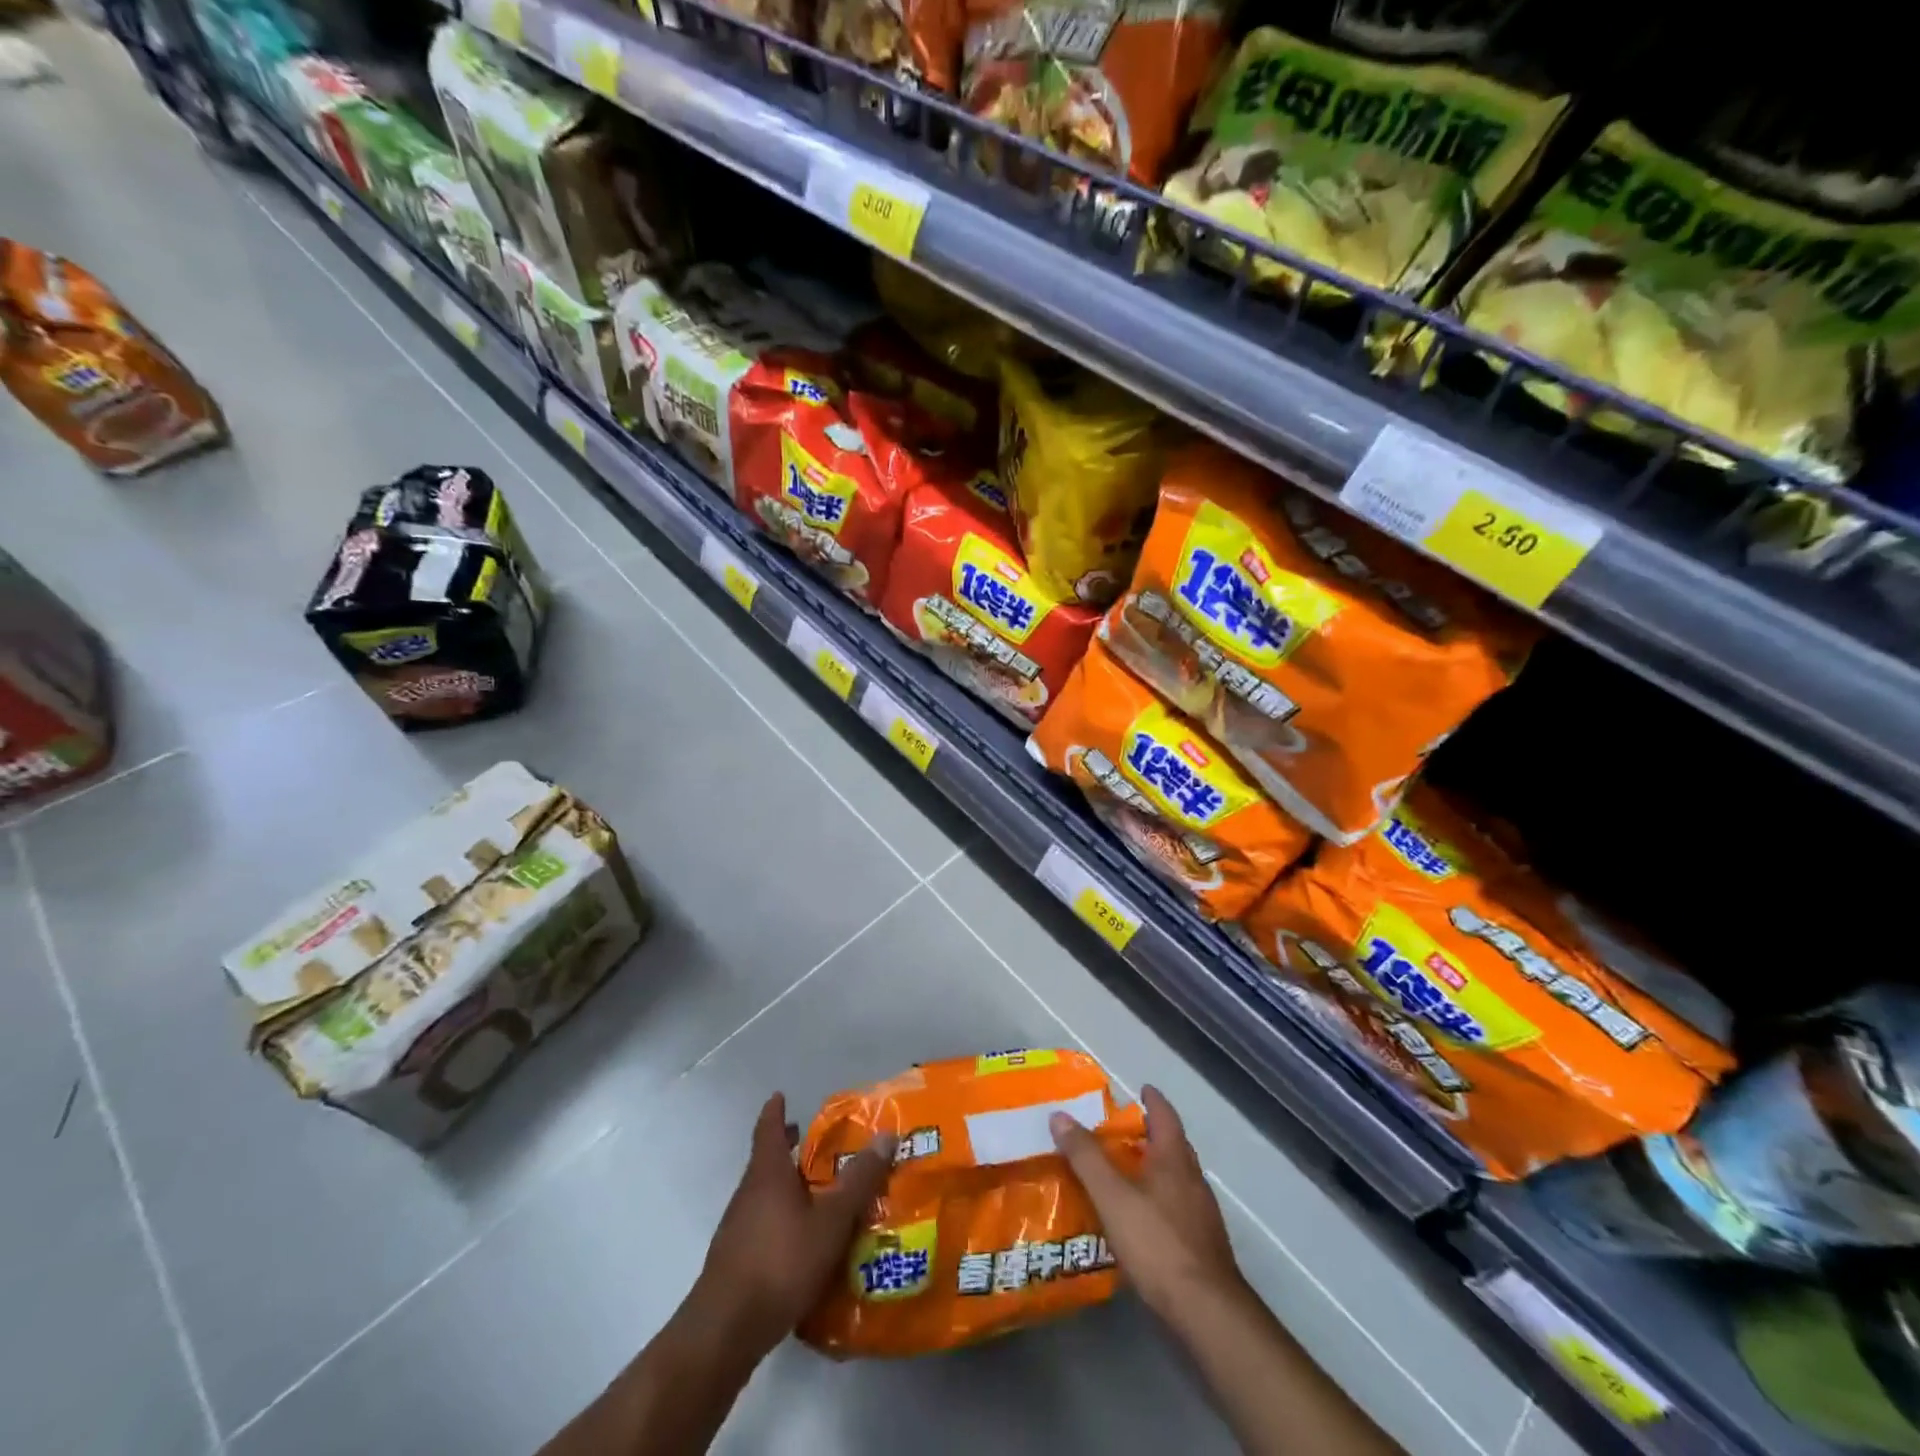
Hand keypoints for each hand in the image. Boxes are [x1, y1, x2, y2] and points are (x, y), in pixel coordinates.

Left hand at [684, 1093, 895, 1365]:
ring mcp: (738, 1228)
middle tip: (814, 1143)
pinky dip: (782, 1219)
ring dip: (787, 1187)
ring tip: (818, 1192)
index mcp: (768, 1173)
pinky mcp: (736, 1261)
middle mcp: (749, 1193)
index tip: (781, 1096)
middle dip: (788, 1149)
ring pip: (764, 1194)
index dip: (775, 1111)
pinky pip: (762, 1225)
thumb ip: (859, 1180)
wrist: (725, 1330)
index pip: (769, 1129)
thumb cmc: (781, 1261)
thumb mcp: (831, 1220)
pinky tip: (803, 1241)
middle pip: (767, 1161)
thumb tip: (887, 1134)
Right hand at [1050, 1084, 1242, 1319]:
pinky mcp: (1202, 1245)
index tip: (1142, 1089)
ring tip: (1126, 1173)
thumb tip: (1059, 1115)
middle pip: (1174, 1146)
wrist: (1206, 1312)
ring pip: (1177, 1178)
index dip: (1153, 1100)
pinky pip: (1178, 1207)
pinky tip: (1141, 1219)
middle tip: (1124, 1131)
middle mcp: (1193, 1180)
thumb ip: (1086, 1157)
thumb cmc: (1157, 1243)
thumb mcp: (1112, 1196)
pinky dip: (1159, 1200)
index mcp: (1175, 1159)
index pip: (1165, 1116)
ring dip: (1155, 1168)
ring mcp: (1202, 1214)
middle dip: (1152, 1134)